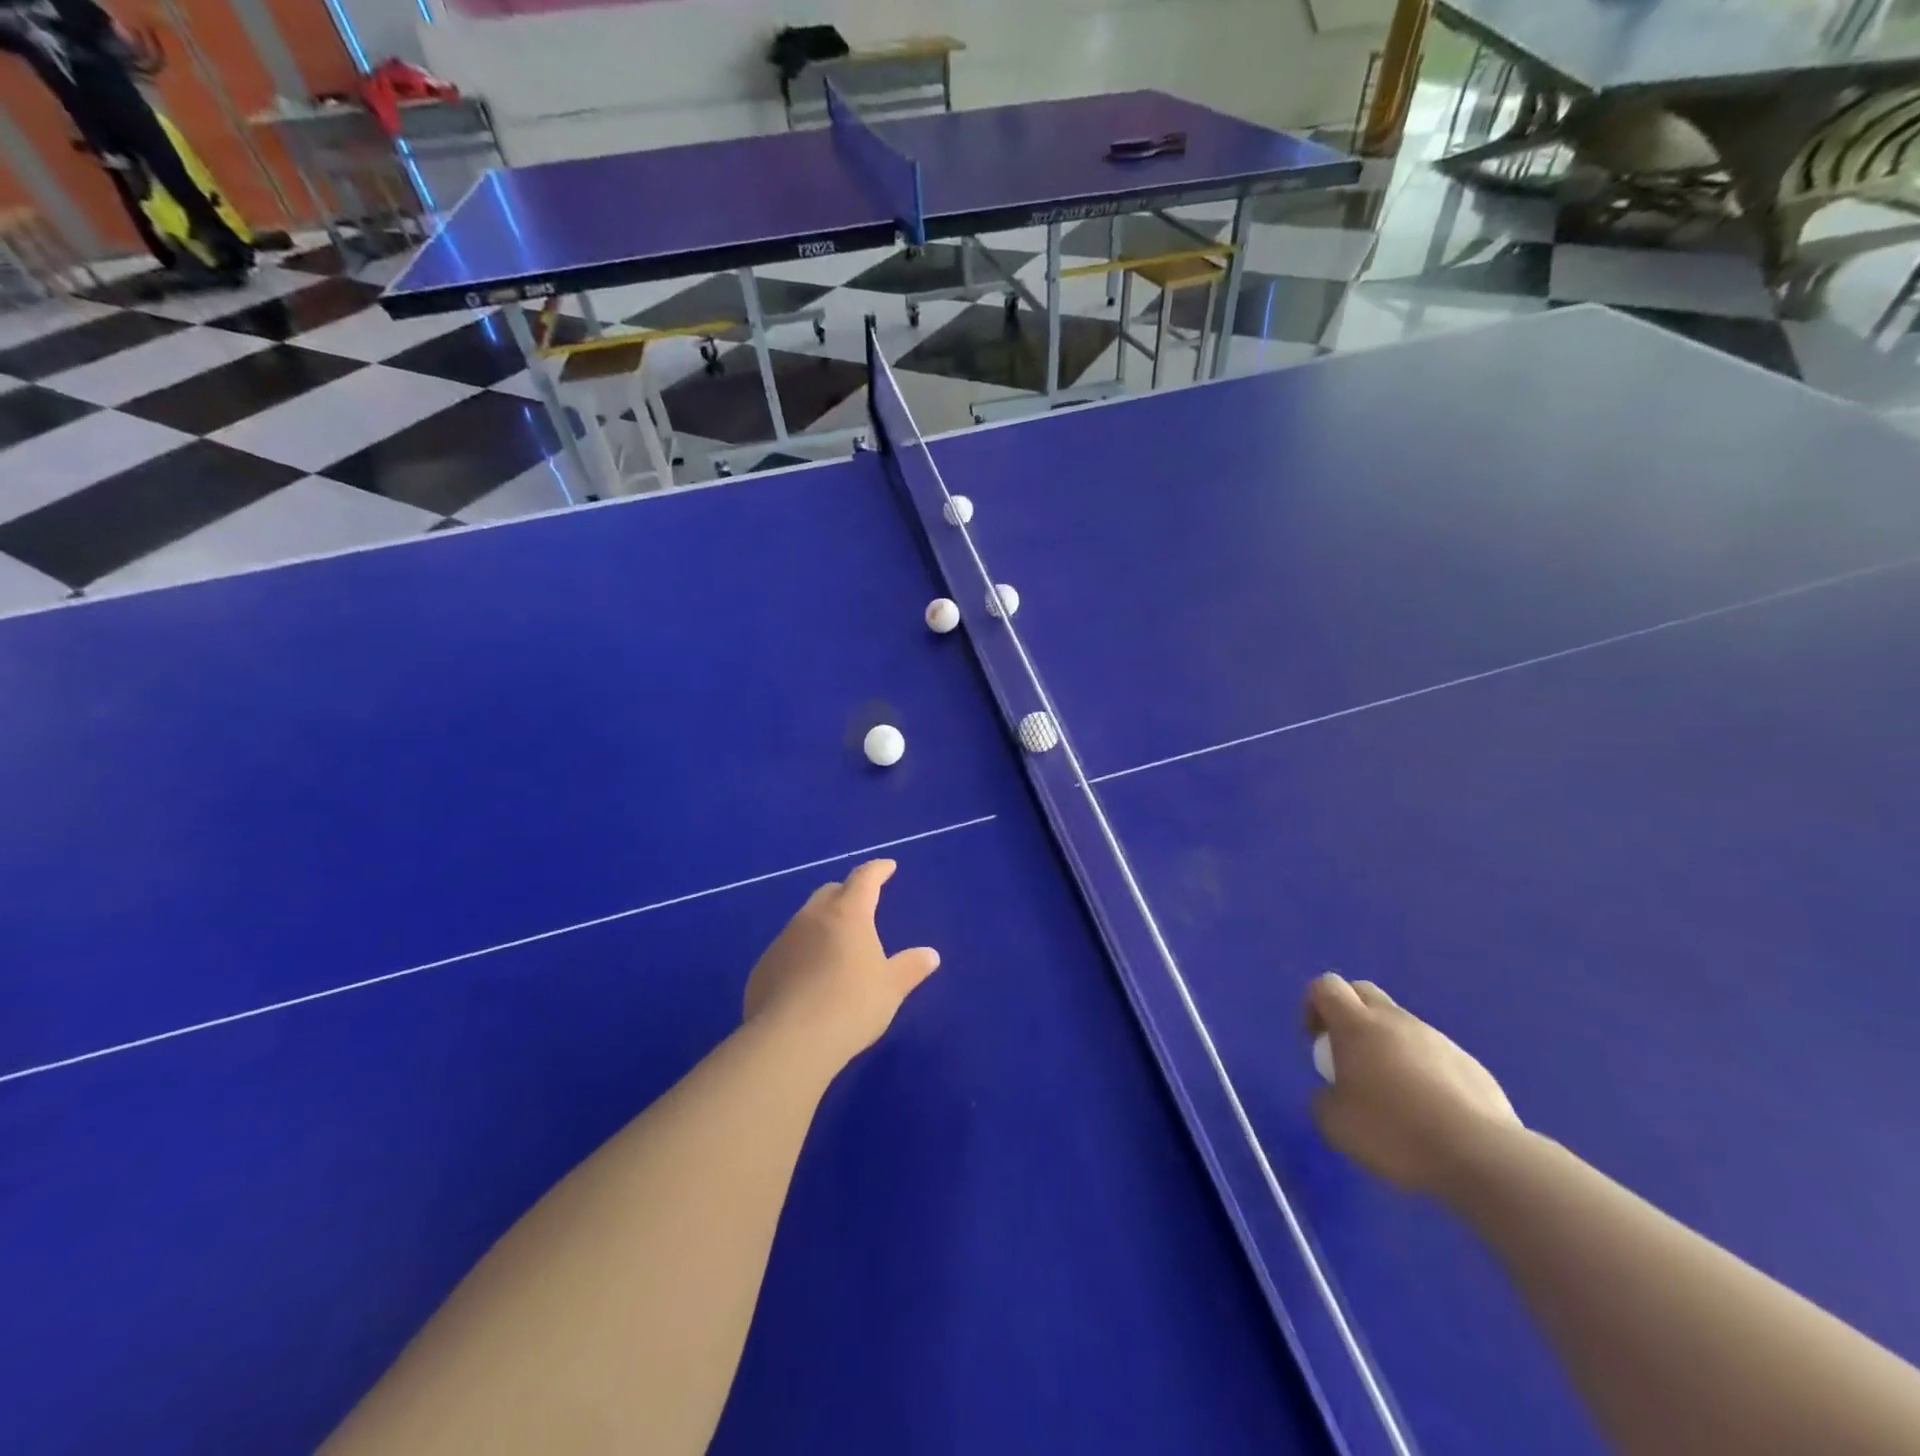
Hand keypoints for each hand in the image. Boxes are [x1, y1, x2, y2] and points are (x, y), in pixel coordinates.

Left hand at [743, 860, 939, 1067]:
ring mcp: (783, 941)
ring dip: (822, 925)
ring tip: (835, 948)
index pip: (864, 878)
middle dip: (846, 893)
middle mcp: (812, 918)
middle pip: (830, 892)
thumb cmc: (851, 1006)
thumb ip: (911, 968)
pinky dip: (802, 954)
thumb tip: (930, 955)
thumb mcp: (891, 988)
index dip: (877, 870)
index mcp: (848, 914)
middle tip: (861, 905)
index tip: (887, 867)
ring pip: (805, 920)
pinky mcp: (763, 967)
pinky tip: (808, 979)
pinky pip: (788, 950)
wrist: (789, 1042)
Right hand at [1305, 972, 1521, 1195]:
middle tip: (1348, 1057)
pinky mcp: (1471, 1065)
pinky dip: (1422, 1071)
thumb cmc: (1395, 1131)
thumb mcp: (1334, 1124)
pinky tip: (1430, 1114)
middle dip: (1348, 1013)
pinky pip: (1434, 1055)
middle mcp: (1396, 1021)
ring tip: (1393, 1095)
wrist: (1482, 1157)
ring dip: (1387, 1045)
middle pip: (1364, 992)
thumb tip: (1333, 1094)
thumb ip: (1323, 1098)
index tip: (1318, 1042)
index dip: (1313, 1006)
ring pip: (1401, 1025)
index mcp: (1357, 1025)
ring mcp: (1438, 1040)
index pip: (1326, 986)